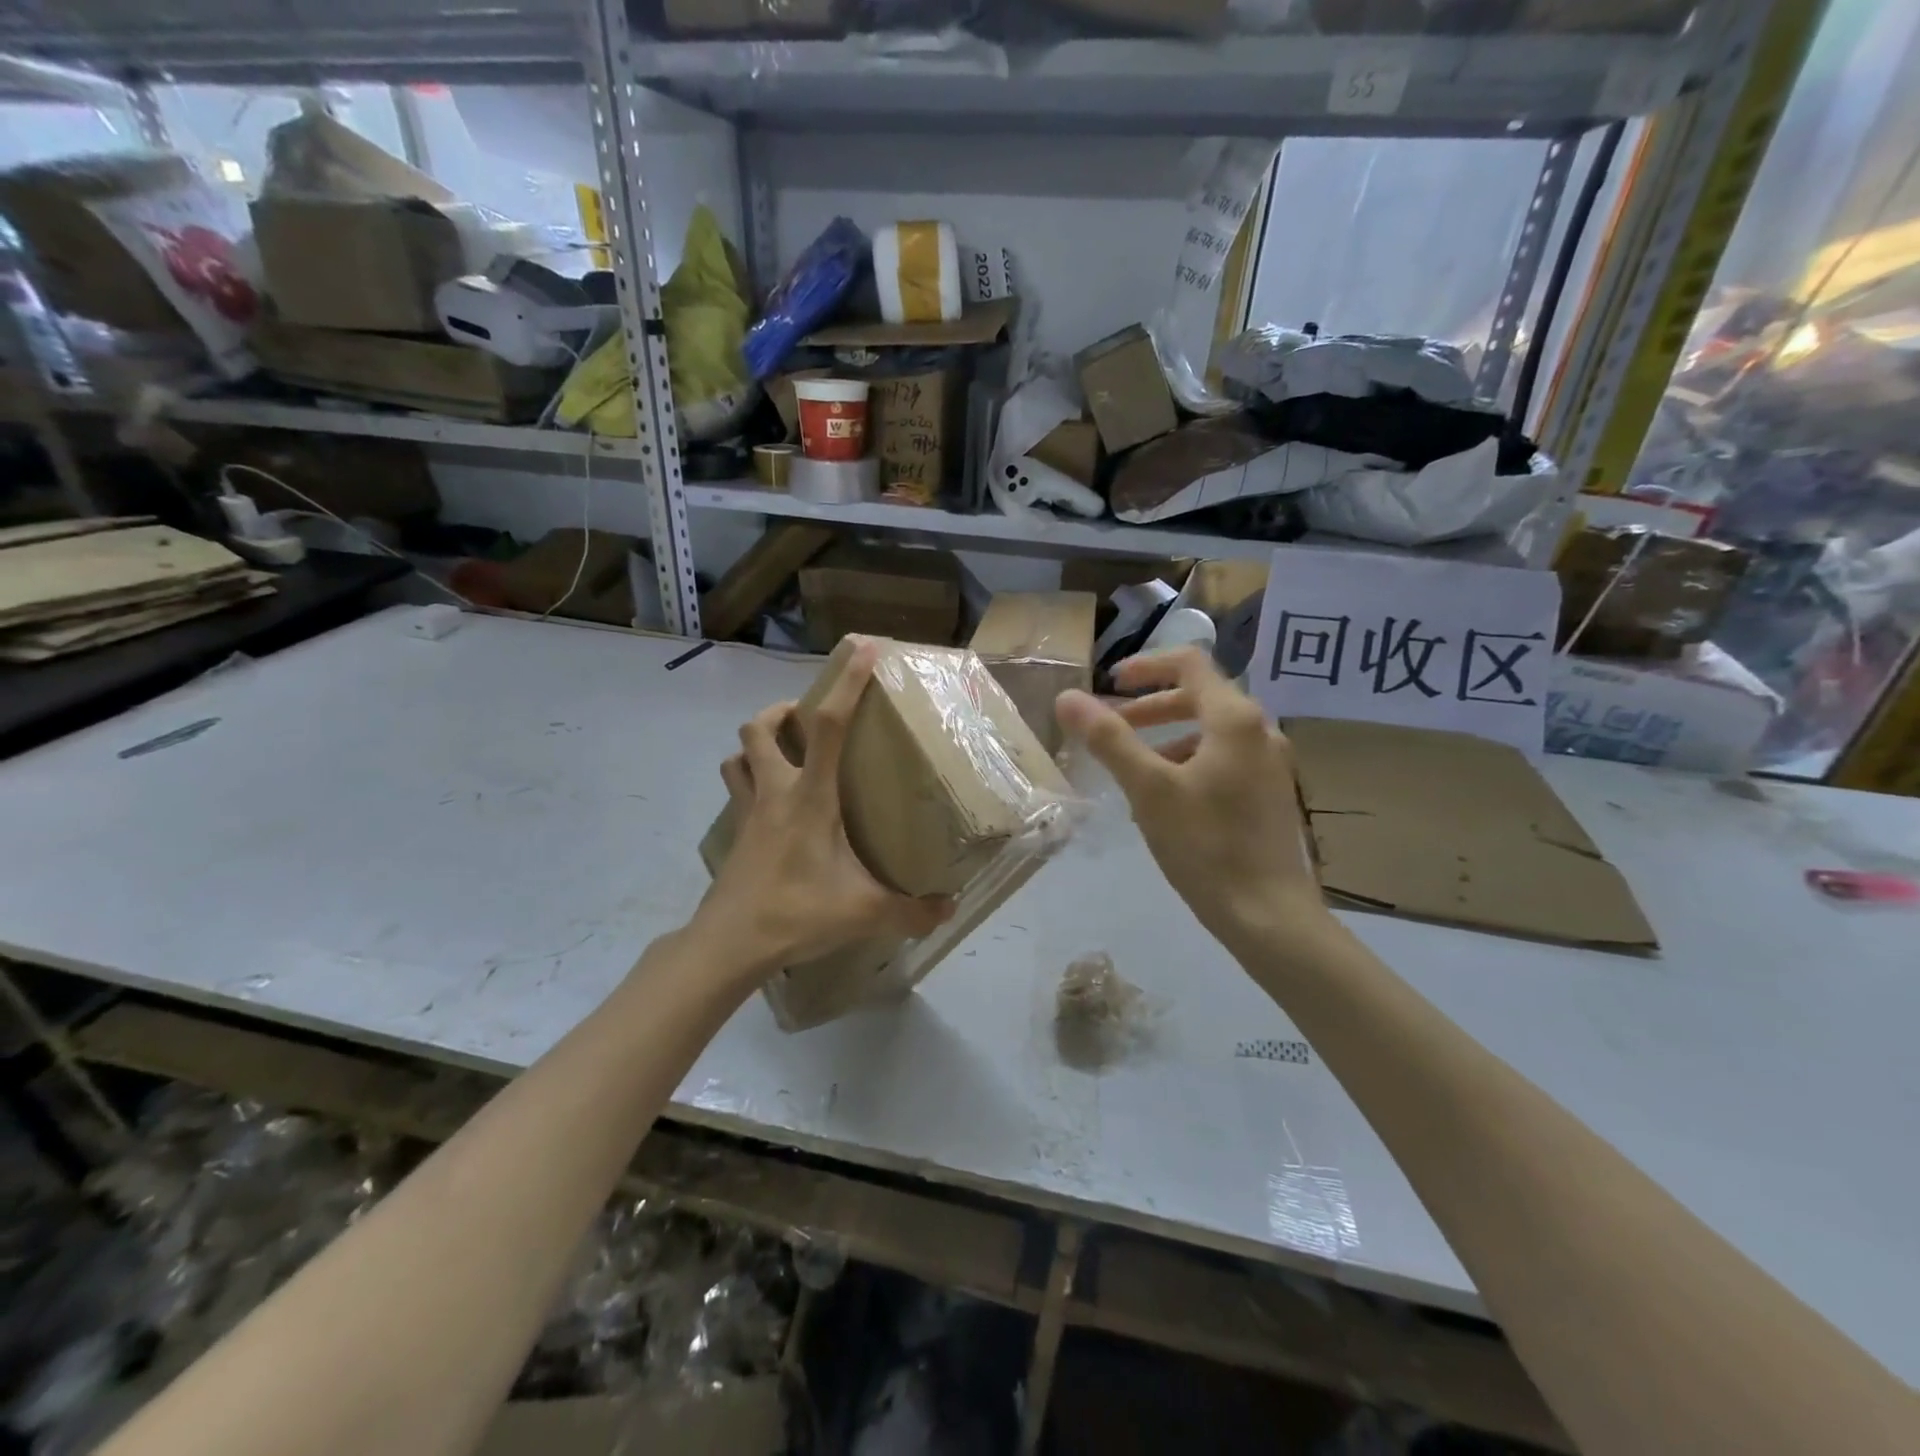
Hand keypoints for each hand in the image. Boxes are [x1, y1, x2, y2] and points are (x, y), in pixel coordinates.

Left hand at [693, 639, 953, 979]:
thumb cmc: (796, 913)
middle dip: (782, 711)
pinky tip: (773, 805)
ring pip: (737, 755)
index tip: (862, 649)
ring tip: (785, 754)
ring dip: (757, 744)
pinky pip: (736, 790)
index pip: (828, 726)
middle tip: (807, 720)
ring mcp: (747, 813)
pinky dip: (750, 780)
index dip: (847, 684)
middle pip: (760, 728)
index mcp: (809, 797)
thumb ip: (911, 910)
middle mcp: (773, 793)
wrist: (729, 944)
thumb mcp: (863, 912)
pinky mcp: (735, 835)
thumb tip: (951, 909)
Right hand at [1055, 649, 1330, 952]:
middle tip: (1113, 727)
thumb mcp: (1148, 789)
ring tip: (1134, 769)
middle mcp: (1261, 731)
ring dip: (1168, 736)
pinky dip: (1189, 761)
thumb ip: (1108, 738)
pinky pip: (1224, 759)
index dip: (1145, 666)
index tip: (1109, 685)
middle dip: (1151, 707)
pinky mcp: (1271, 794)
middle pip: (1201, 696)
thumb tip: (1067, 697)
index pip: (1189, 663)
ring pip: (1211, 731)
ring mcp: (1271, 764)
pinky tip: (1167, 800)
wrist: (1269, 916)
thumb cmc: (1205, 845)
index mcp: (1234, 719)